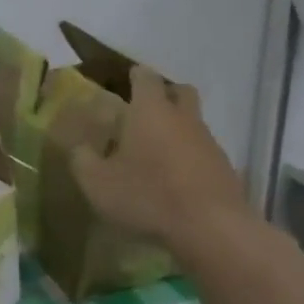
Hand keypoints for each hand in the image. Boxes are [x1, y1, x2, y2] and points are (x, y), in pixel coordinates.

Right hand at [69, 66, 249, 250]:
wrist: (210, 227)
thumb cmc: (147, 196)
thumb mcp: (97, 183)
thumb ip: (82, 160)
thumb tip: (79, 147)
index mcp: (150, 111)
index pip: (145, 77)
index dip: (135, 76)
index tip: (126, 80)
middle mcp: (183, 118)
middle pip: (179, 91)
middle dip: (164, 94)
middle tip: (144, 110)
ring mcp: (208, 142)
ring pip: (193, 122)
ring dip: (177, 129)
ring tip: (155, 152)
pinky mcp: (224, 168)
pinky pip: (203, 151)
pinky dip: (188, 156)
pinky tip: (174, 179)